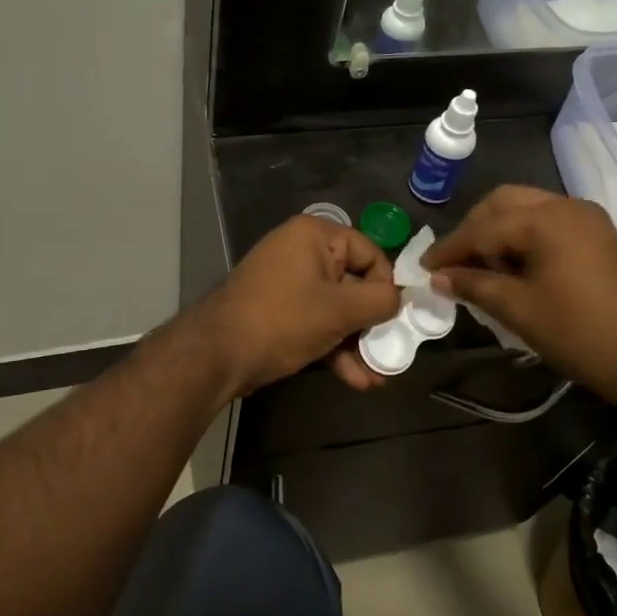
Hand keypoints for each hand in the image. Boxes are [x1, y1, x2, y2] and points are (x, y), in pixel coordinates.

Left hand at [199, 215, 401, 396]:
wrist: (217, 355)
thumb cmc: (283, 320)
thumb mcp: (340, 310)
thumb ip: (380, 301)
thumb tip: (399, 298)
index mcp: (315, 236)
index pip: (369, 252)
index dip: (386, 286)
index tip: (396, 318)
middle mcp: (301, 251)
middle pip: (354, 283)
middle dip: (372, 324)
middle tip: (392, 352)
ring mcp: (288, 283)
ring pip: (336, 309)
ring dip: (357, 343)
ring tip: (377, 377)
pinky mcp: (279, 311)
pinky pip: (316, 323)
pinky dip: (334, 347)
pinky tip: (354, 379)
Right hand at [423, 185, 616, 409]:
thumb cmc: (582, 334)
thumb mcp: (519, 310)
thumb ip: (474, 286)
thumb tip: (439, 277)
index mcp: (546, 218)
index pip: (482, 227)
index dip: (449, 249)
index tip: (423, 269)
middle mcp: (567, 206)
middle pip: (504, 204)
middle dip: (473, 230)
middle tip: (452, 264)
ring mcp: (588, 220)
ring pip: (527, 211)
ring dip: (498, 233)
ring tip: (479, 270)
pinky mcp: (599, 238)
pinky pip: (549, 225)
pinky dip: (523, 239)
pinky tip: (512, 270)